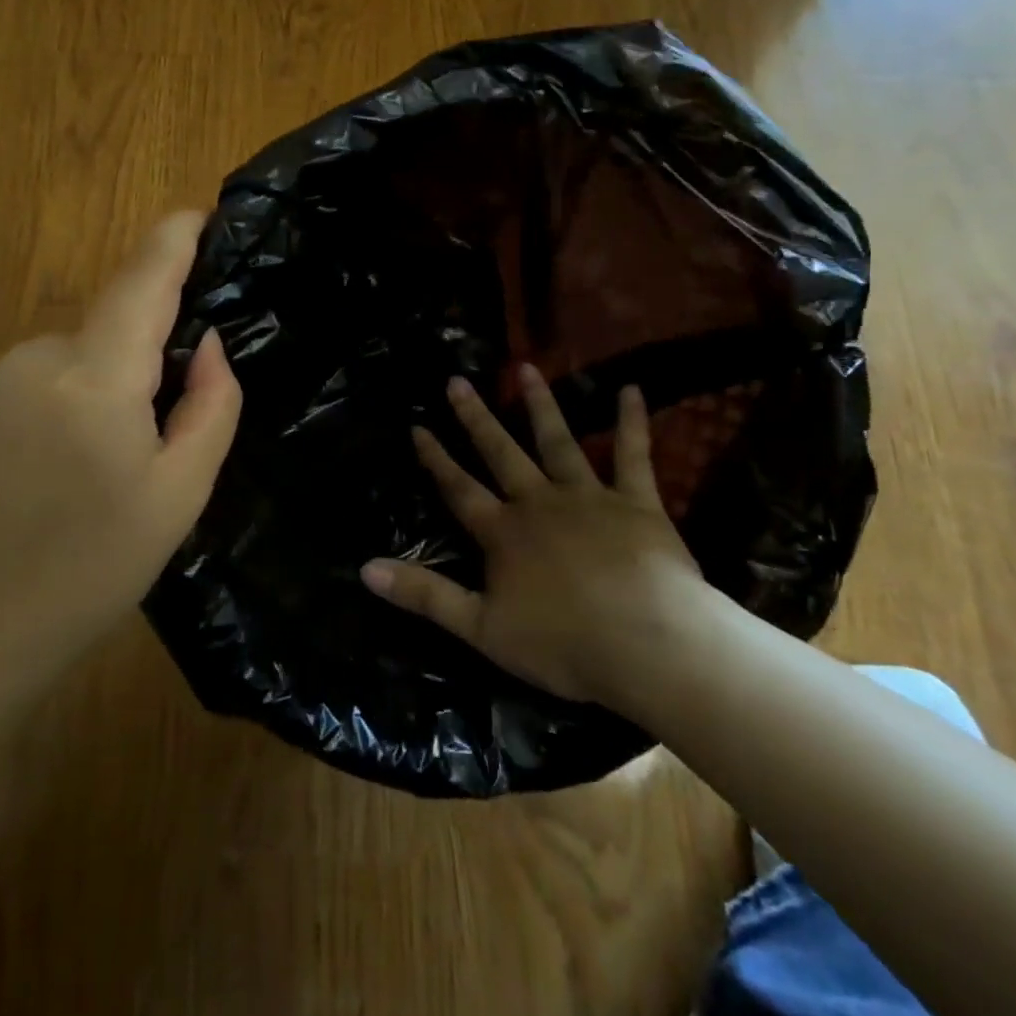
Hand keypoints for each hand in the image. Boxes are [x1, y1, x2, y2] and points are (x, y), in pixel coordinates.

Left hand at [0, 211, 241, 681]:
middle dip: (156, 350)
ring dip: (119, 383)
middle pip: (119, 323)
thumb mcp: (177, 496)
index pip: (142, 281)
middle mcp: (40, 357)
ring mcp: (1, 376)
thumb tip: (208, 344)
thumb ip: (209, 406)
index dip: (174, 238)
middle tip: (174, 427)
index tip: (202, 212)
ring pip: (89, 353)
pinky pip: (56, 374)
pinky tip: (78, 464)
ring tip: (121, 463)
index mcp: (94, 379)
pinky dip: (85, 396)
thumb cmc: (88, 572)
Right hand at [361, 366, 711, 712]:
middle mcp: (539, 502)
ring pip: (557, 441)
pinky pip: (633, 455)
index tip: (418, 426)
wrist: (649, 646)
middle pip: (501, 453)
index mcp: (504, 532)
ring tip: (525, 368)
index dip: (436, 459)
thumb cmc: (564, 644)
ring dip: (540, 405)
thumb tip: (365, 568)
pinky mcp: (637, 502)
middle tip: (457, 381)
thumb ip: (424, 594)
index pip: (459, 489)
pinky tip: (632, 390)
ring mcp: (589, 497)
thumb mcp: (481, 628)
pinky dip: (631, 422)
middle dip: (476, 417)